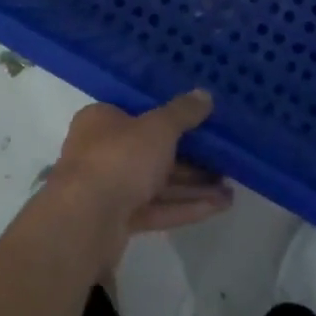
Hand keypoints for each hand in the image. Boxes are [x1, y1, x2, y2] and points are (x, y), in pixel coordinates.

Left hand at [47, 92, 232, 240]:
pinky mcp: (117, 221)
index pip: (139, 113)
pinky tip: (217, 208)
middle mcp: (102, 151)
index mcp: (102, 120)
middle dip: (190, 159)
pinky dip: (184, 207)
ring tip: (230, 190)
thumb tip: (205, 94)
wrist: (85, 221)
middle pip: (152, 151)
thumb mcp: (158, 127)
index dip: (171, 117)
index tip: (201, 123)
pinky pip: (156, 208)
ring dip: (193, 186)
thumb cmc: (119, 157)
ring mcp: (109, 188)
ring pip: (157, 183)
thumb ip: (183, 113)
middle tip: (223, 160)